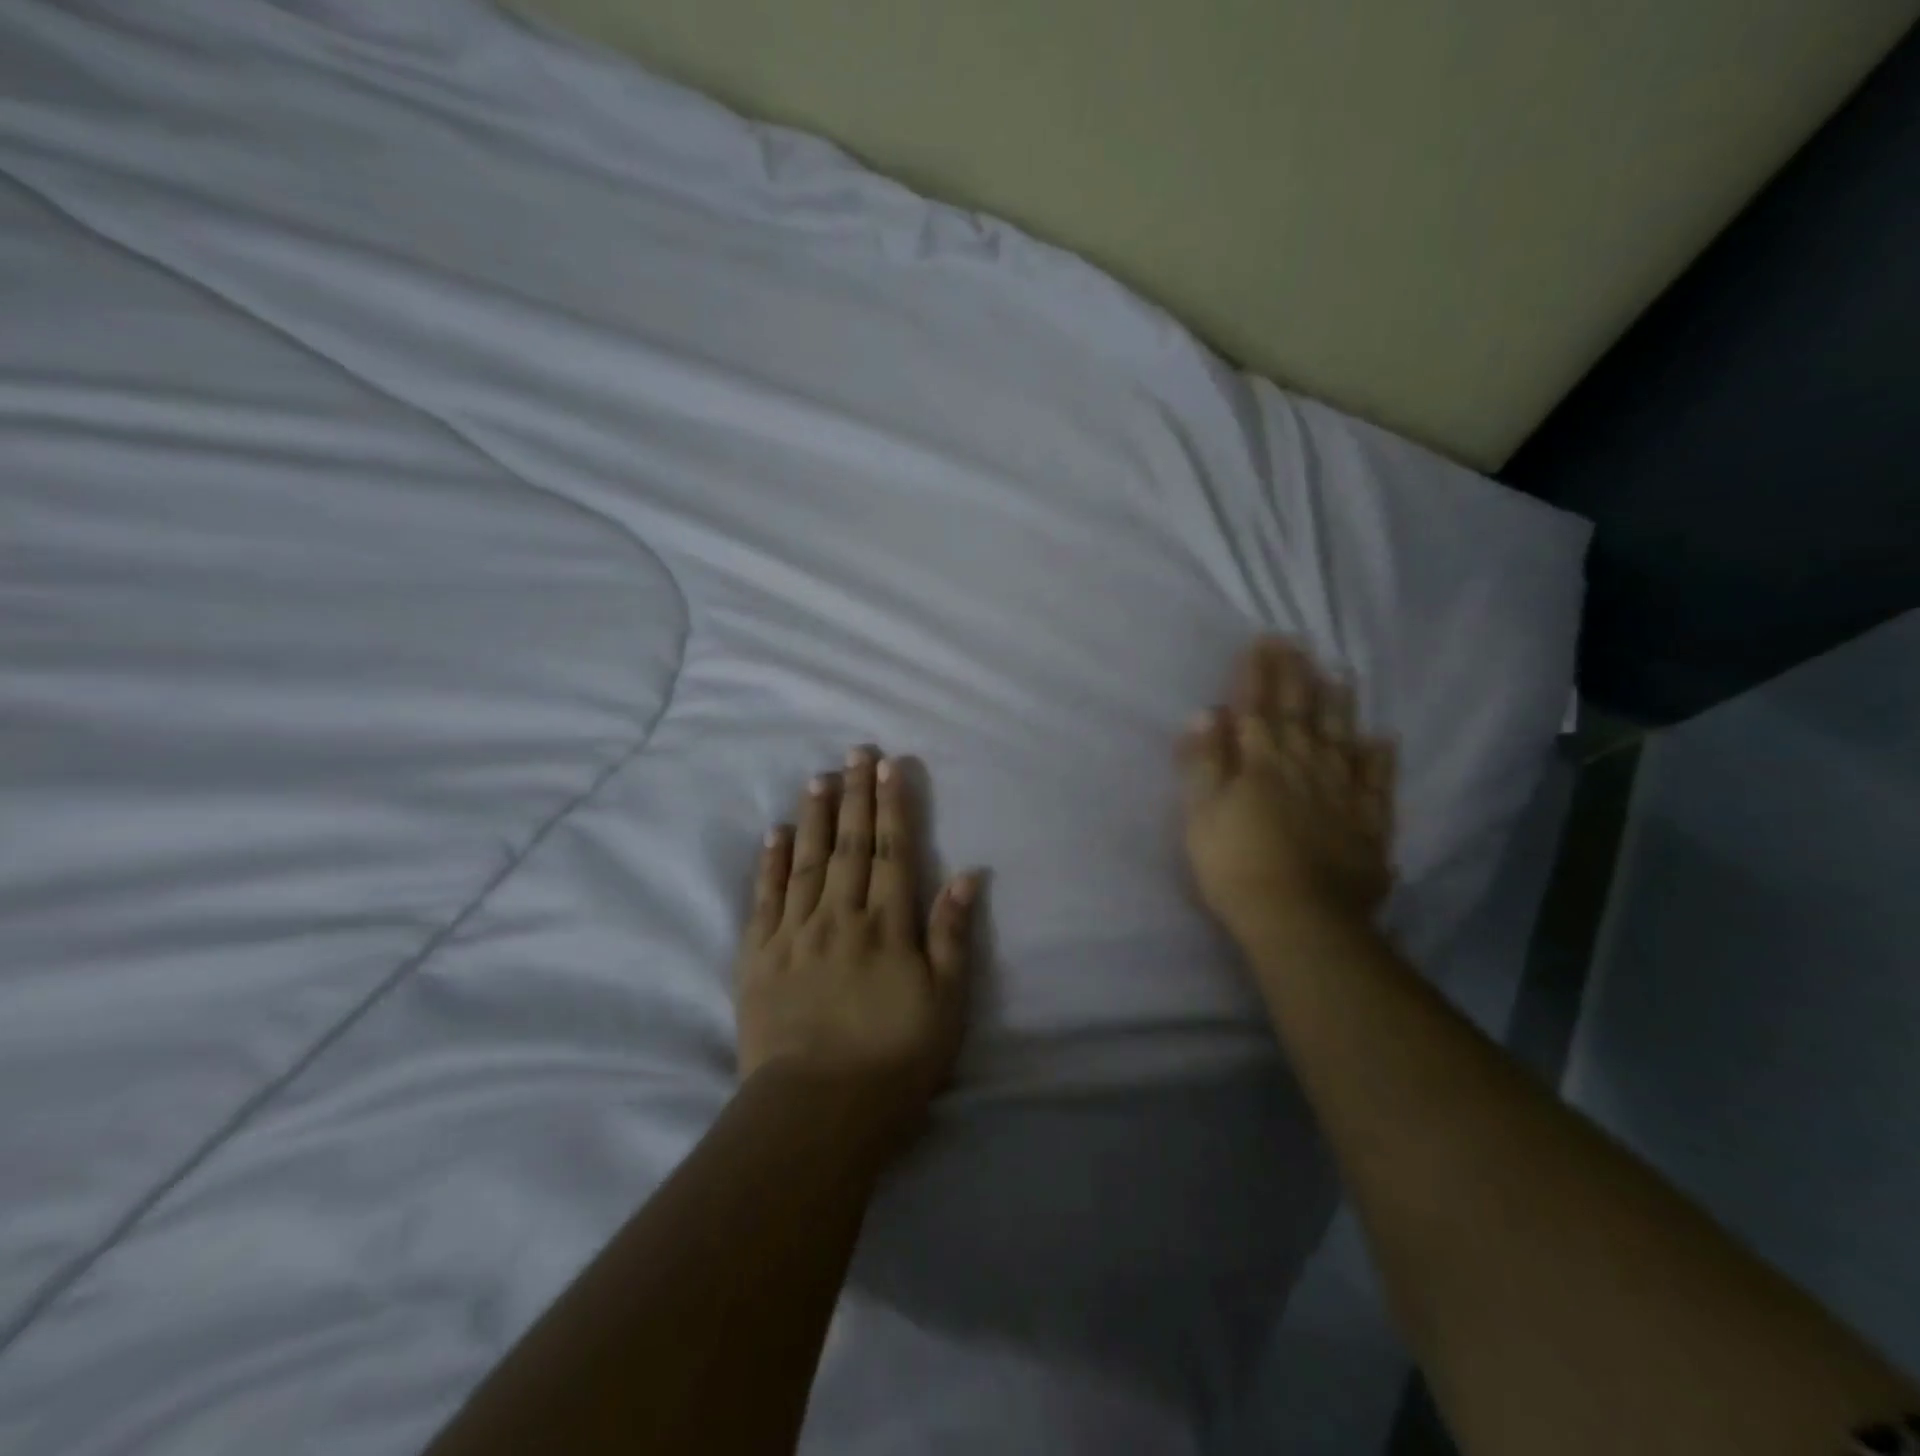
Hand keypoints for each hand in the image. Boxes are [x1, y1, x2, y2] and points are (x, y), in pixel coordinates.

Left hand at [736, 747, 978, 1141]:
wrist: (816, 1112)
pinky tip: (776, 833)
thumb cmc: (894, 1061)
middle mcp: (840, 916)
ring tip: (818, 776)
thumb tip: (966, 874)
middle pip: (850, 844)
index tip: (891, 765)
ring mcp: (794, 933)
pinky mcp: (759, 957)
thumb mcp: (945, 1004)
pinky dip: (771, 862)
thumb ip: (952, 935)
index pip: (892, 851)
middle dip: (856, 794)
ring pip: (807, 861)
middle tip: (855, 751)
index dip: (893, 805)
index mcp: (887, 926)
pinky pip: (765, 898)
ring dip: (815, 815)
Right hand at [1178, 637, 1396, 942]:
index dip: (1257, 674)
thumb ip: (1203, 762)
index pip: (1256, 709)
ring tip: (1340, 674)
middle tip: (1298, 643)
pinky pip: (1377, 783)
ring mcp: (1341, 795)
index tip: (1262, 640)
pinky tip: (1383, 739)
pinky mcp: (1368, 824)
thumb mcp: (1201, 814)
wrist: (1299, 921)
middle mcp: (1304, 768)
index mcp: (1260, 765)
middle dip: (1296, 677)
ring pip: (1340, 739)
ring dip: (1339, 706)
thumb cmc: (1235, 867)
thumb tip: (1206, 713)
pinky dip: (1380, 759)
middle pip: (1299, 715)